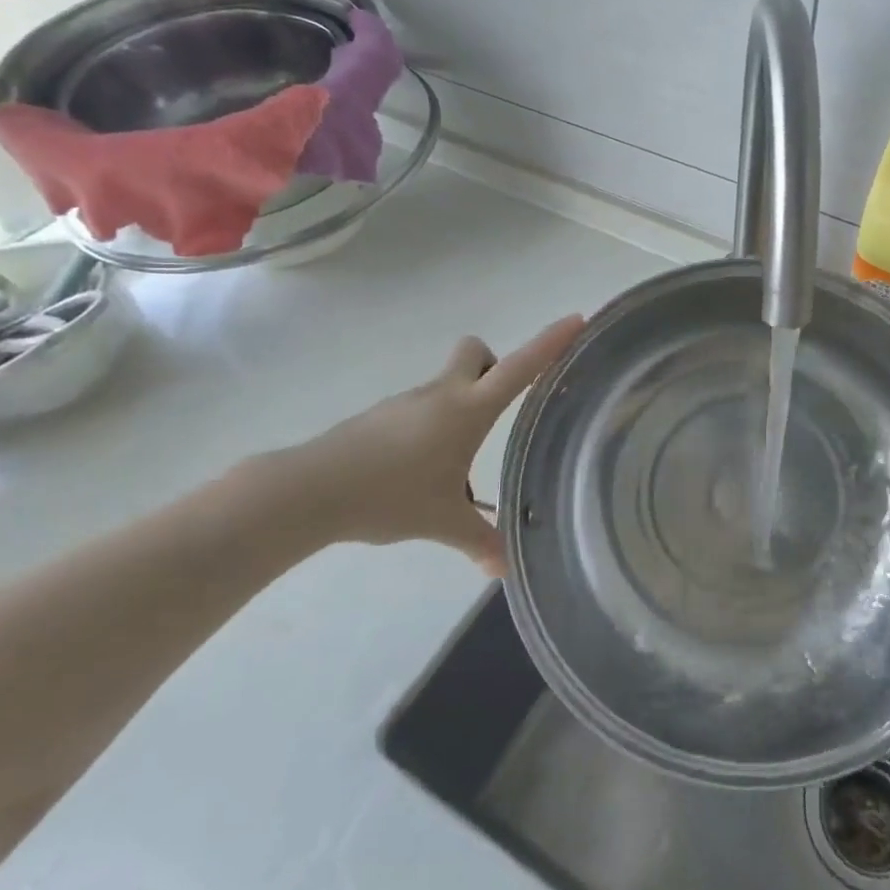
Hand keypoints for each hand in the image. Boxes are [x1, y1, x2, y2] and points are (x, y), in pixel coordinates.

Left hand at [240, 315, 585, 569]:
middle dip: (493, 367)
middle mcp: (442, 394)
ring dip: (461, 409)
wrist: (312, 490)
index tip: (576, 320)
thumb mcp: (443, 522)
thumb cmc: (390, 495)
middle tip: (498, 409)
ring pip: (447, 384)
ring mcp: (408, 402)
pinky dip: (433, 430)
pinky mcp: (383, 416)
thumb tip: (505, 569)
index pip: (519, 368)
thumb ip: (479, 541)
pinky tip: (422, 474)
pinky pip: (422, 409)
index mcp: (468, 410)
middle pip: (476, 352)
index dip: (550, 342)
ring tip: (457, 468)